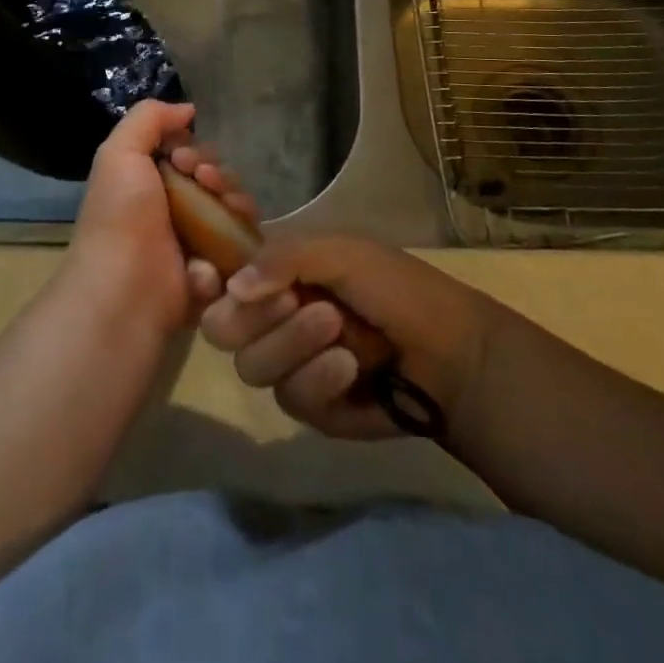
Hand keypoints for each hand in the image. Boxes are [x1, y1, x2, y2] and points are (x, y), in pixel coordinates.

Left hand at [63, 99, 258, 337]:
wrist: (127, 290)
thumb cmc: (120, 217)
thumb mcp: (119, 153)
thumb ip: (149, 119)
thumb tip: (187, 110)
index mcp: (149, 184)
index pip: (188, 154)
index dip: (193, 150)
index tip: (184, 159)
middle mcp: (174, 209)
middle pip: (215, 176)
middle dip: (217, 171)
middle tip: (204, 181)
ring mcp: (198, 240)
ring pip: (233, 205)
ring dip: (234, 196)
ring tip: (223, 204)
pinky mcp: (220, 269)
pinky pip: (245, 240)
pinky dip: (240, 232)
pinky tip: (231, 234)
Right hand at [199, 236, 499, 440]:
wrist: (450, 351)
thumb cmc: (395, 287)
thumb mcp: (342, 253)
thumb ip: (284, 259)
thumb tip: (232, 286)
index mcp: (278, 274)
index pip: (222, 278)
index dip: (213, 281)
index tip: (219, 280)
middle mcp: (274, 317)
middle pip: (224, 329)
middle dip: (257, 317)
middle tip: (294, 302)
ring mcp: (290, 365)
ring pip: (253, 366)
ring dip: (293, 345)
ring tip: (337, 330)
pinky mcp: (312, 409)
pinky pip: (290, 399)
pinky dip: (318, 380)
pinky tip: (350, 367)